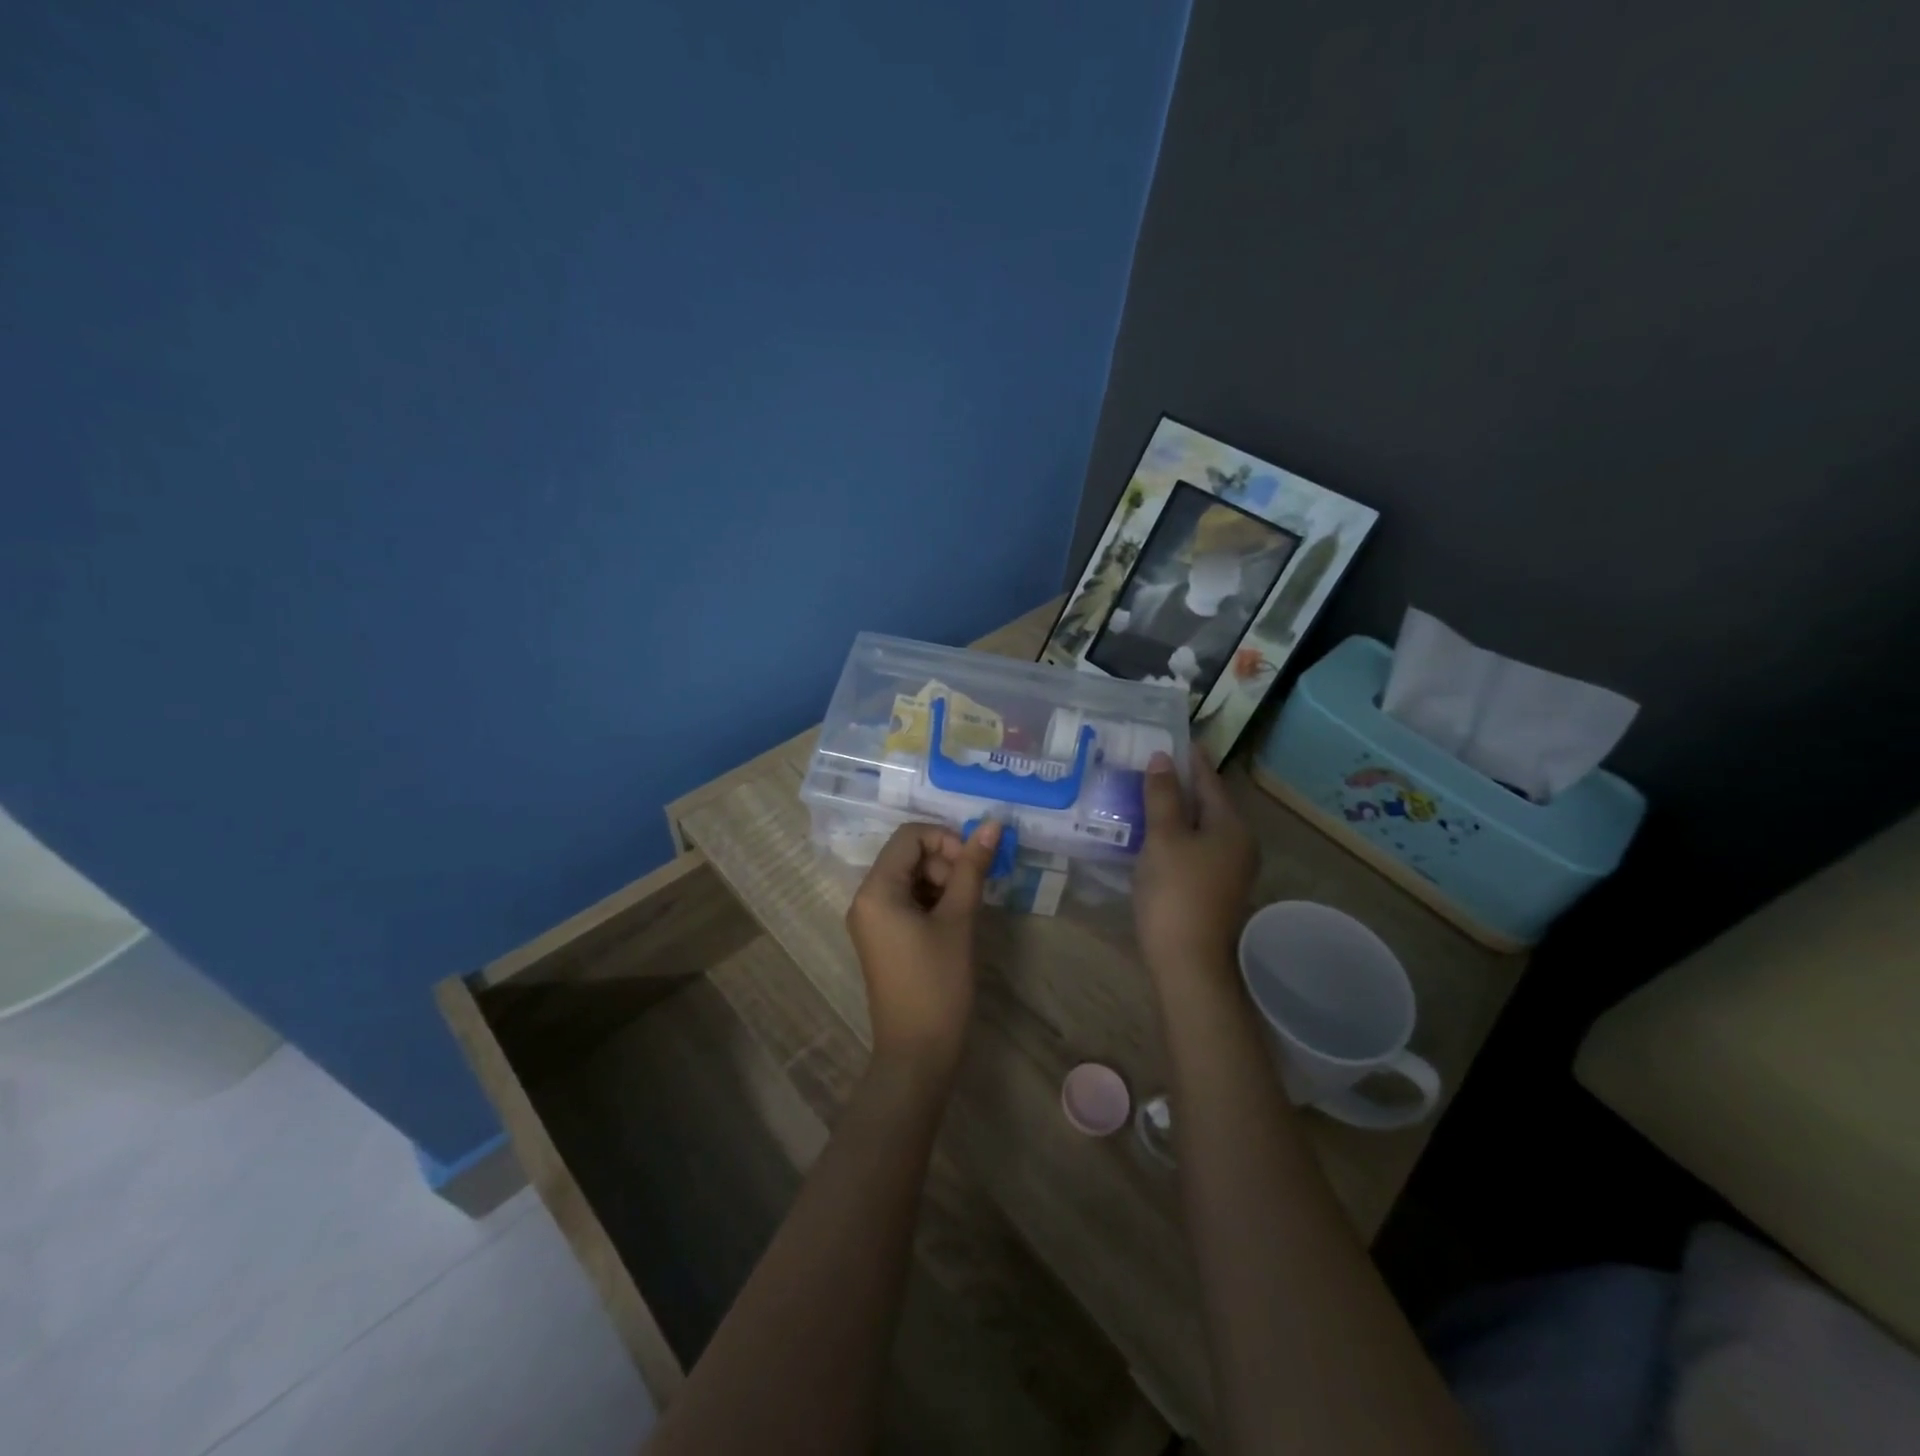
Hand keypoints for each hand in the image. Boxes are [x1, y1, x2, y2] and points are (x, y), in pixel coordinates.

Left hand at [846, 820, 1001, 1070]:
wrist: (917, 1054)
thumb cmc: (938, 984)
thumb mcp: (958, 921)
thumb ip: (972, 869)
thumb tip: (992, 825)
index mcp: (876, 890)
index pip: (910, 836)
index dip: (946, 840)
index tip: (974, 866)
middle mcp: (865, 898)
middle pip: (908, 855)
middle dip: (945, 864)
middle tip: (971, 894)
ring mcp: (871, 920)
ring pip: (910, 877)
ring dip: (942, 883)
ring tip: (965, 912)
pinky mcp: (882, 937)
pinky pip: (906, 901)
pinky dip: (932, 901)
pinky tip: (953, 923)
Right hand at [1135, 748, 1257, 976]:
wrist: (1187, 962)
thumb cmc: (1176, 892)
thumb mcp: (1164, 838)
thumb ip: (1162, 796)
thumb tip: (1162, 758)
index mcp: (1232, 826)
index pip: (1210, 781)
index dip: (1191, 759)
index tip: (1175, 737)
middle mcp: (1238, 844)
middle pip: (1207, 803)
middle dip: (1180, 783)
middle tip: (1151, 762)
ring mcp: (1228, 869)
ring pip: (1199, 827)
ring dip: (1175, 810)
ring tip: (1145, 792)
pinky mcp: (1213, 888)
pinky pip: (1194, 847)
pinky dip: (1175, 834)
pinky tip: (1151, 832)